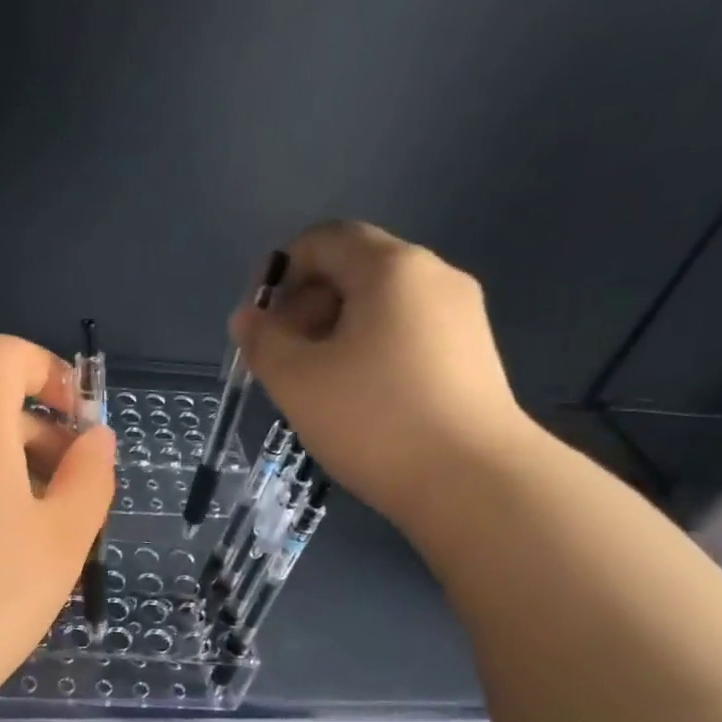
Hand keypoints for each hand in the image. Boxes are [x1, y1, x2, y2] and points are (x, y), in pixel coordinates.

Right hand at [231, 220, 534, 524]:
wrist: (473, 482)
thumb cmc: (374, 420)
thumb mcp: (297, 380)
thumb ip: (262, 340)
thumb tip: (249, 317)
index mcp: (391, 267)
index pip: (324, 239)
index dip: (280, 270)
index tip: (258, 321)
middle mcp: (433, 276)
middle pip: (354, 268)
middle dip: (306, 304)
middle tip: (281, 358)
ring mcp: (460, 315)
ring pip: (380, 304)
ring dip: (335, 331)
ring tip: (315, 384)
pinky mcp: (472, 354)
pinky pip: (406, 333)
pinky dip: (369, 349)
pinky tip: (357, 398)